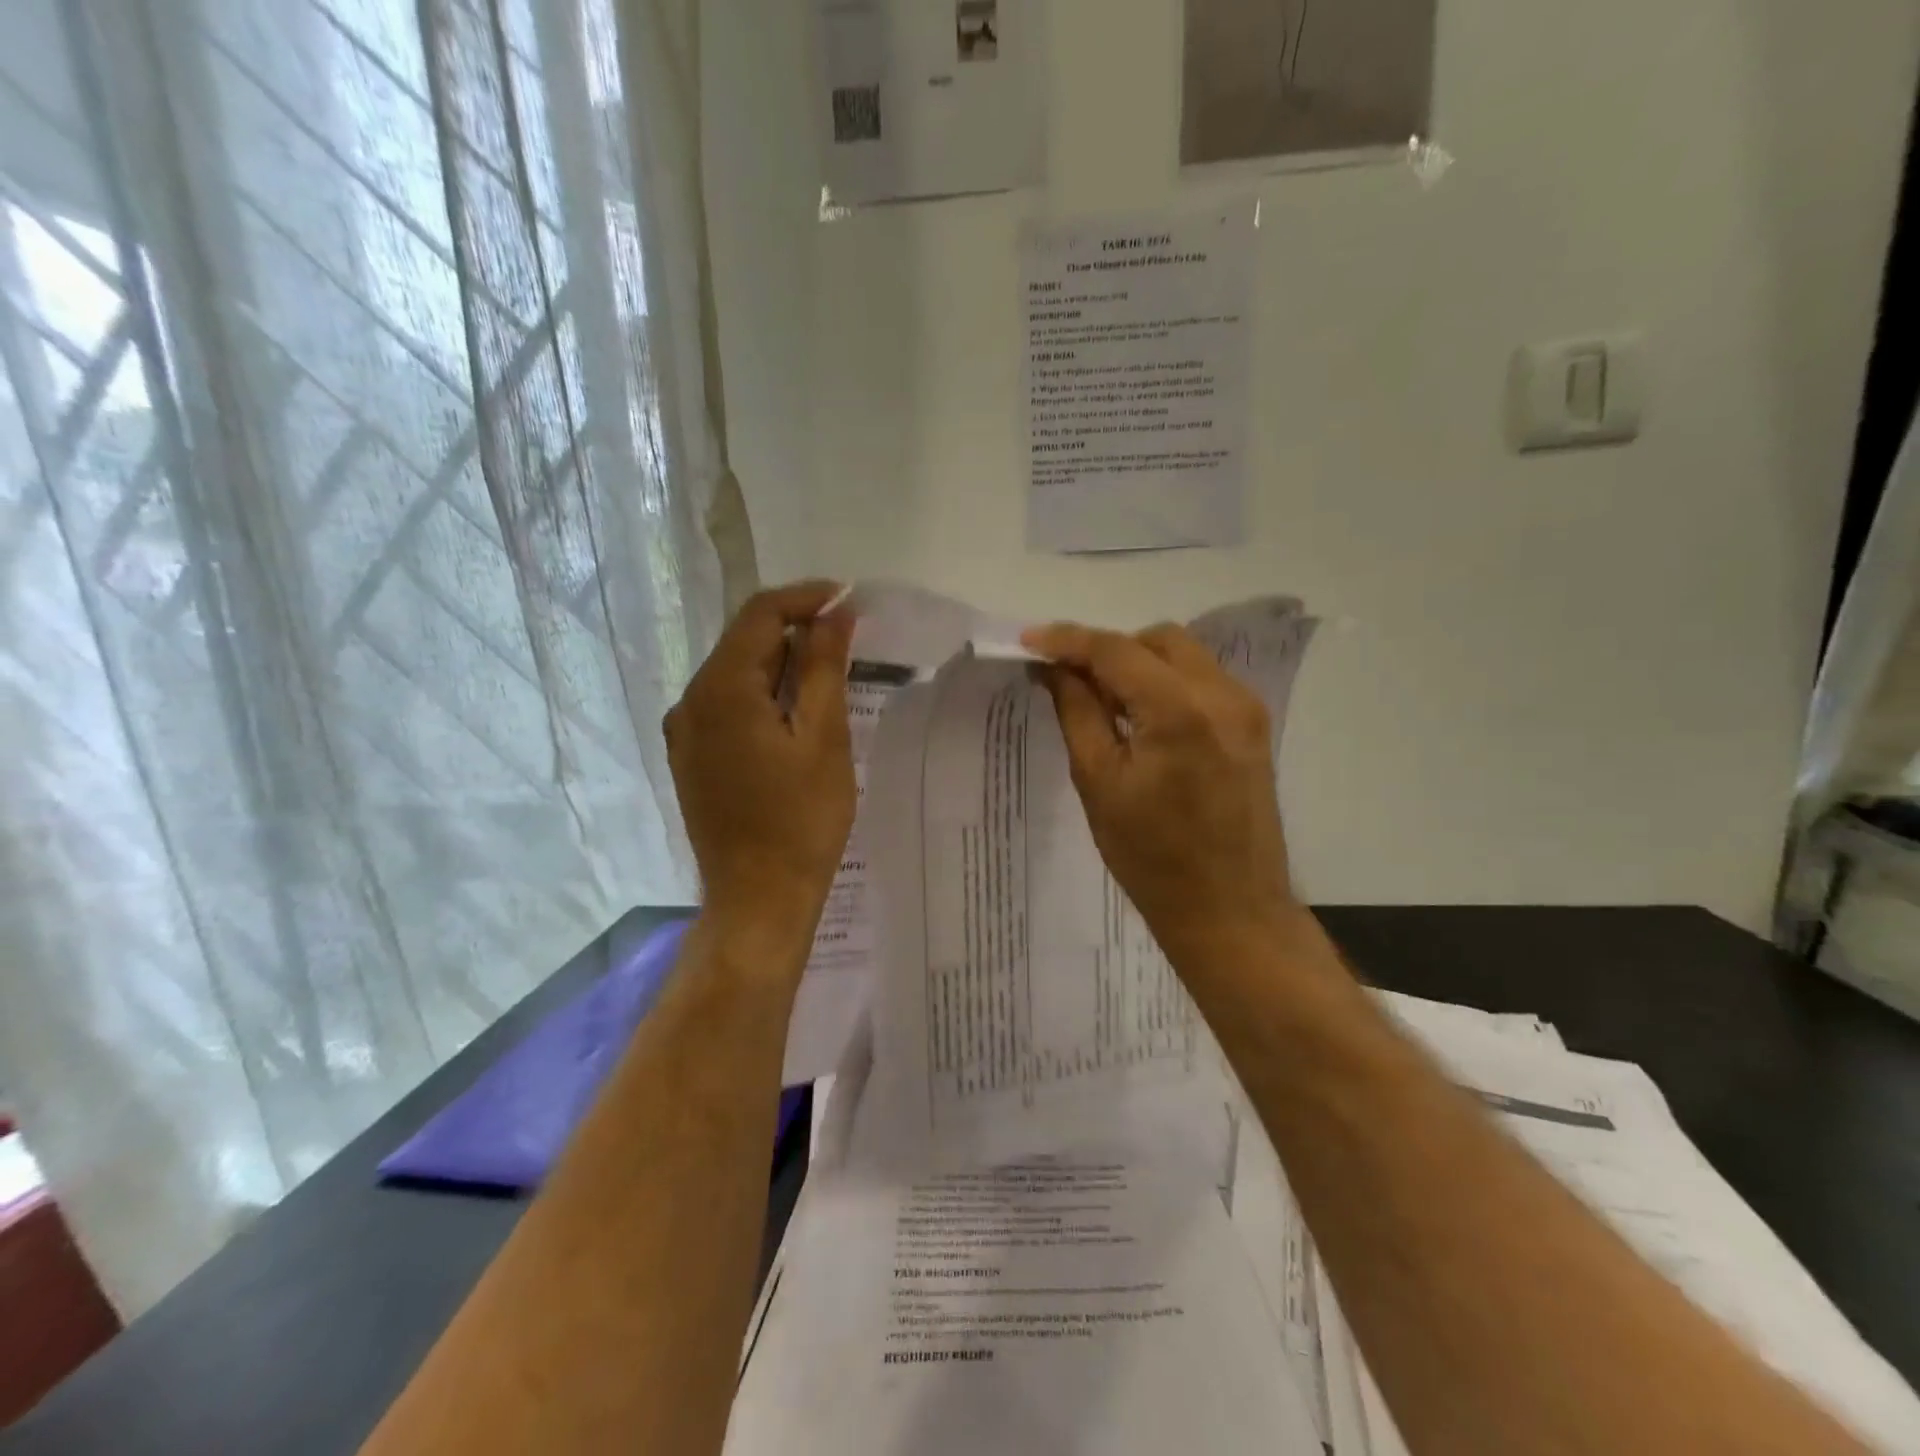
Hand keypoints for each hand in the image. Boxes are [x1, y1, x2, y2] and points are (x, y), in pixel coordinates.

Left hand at [665, 582, 855, 951]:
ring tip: (831, 671)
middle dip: (796, 629)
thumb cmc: (801, 821)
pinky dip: (763, 692)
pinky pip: (728, 704)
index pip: (761, 614)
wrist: (758, 899)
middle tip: (849, 636)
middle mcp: (690, 701)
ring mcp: (685, 732)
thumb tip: (835, 613)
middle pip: (744, 640)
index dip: (807, 598)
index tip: (850, 601)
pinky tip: (796, 709)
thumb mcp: (824, 738)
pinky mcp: (691, 757)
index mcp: (721, 689)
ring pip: (736, 672)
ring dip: (782, 662)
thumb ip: (824, 668)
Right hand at [1023, 621, 1303, 975]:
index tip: (1028, 641)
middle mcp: (1222, 695)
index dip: (1067, 640)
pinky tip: (1142, 718)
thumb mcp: (1099, 783)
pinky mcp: (1253, 726)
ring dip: (1138, 664)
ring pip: (1183, 655)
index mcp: (1179, 711)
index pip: (1115, 650)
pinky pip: (1202, 680)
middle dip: (1108, 649)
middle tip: (1068, 679)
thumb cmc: (1151, 858)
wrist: (1230, 910)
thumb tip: (1054, 668)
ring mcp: (1245, 709)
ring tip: (1102, 701)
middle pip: (1157, 640)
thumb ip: (1076, 712)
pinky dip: (1165, 683)